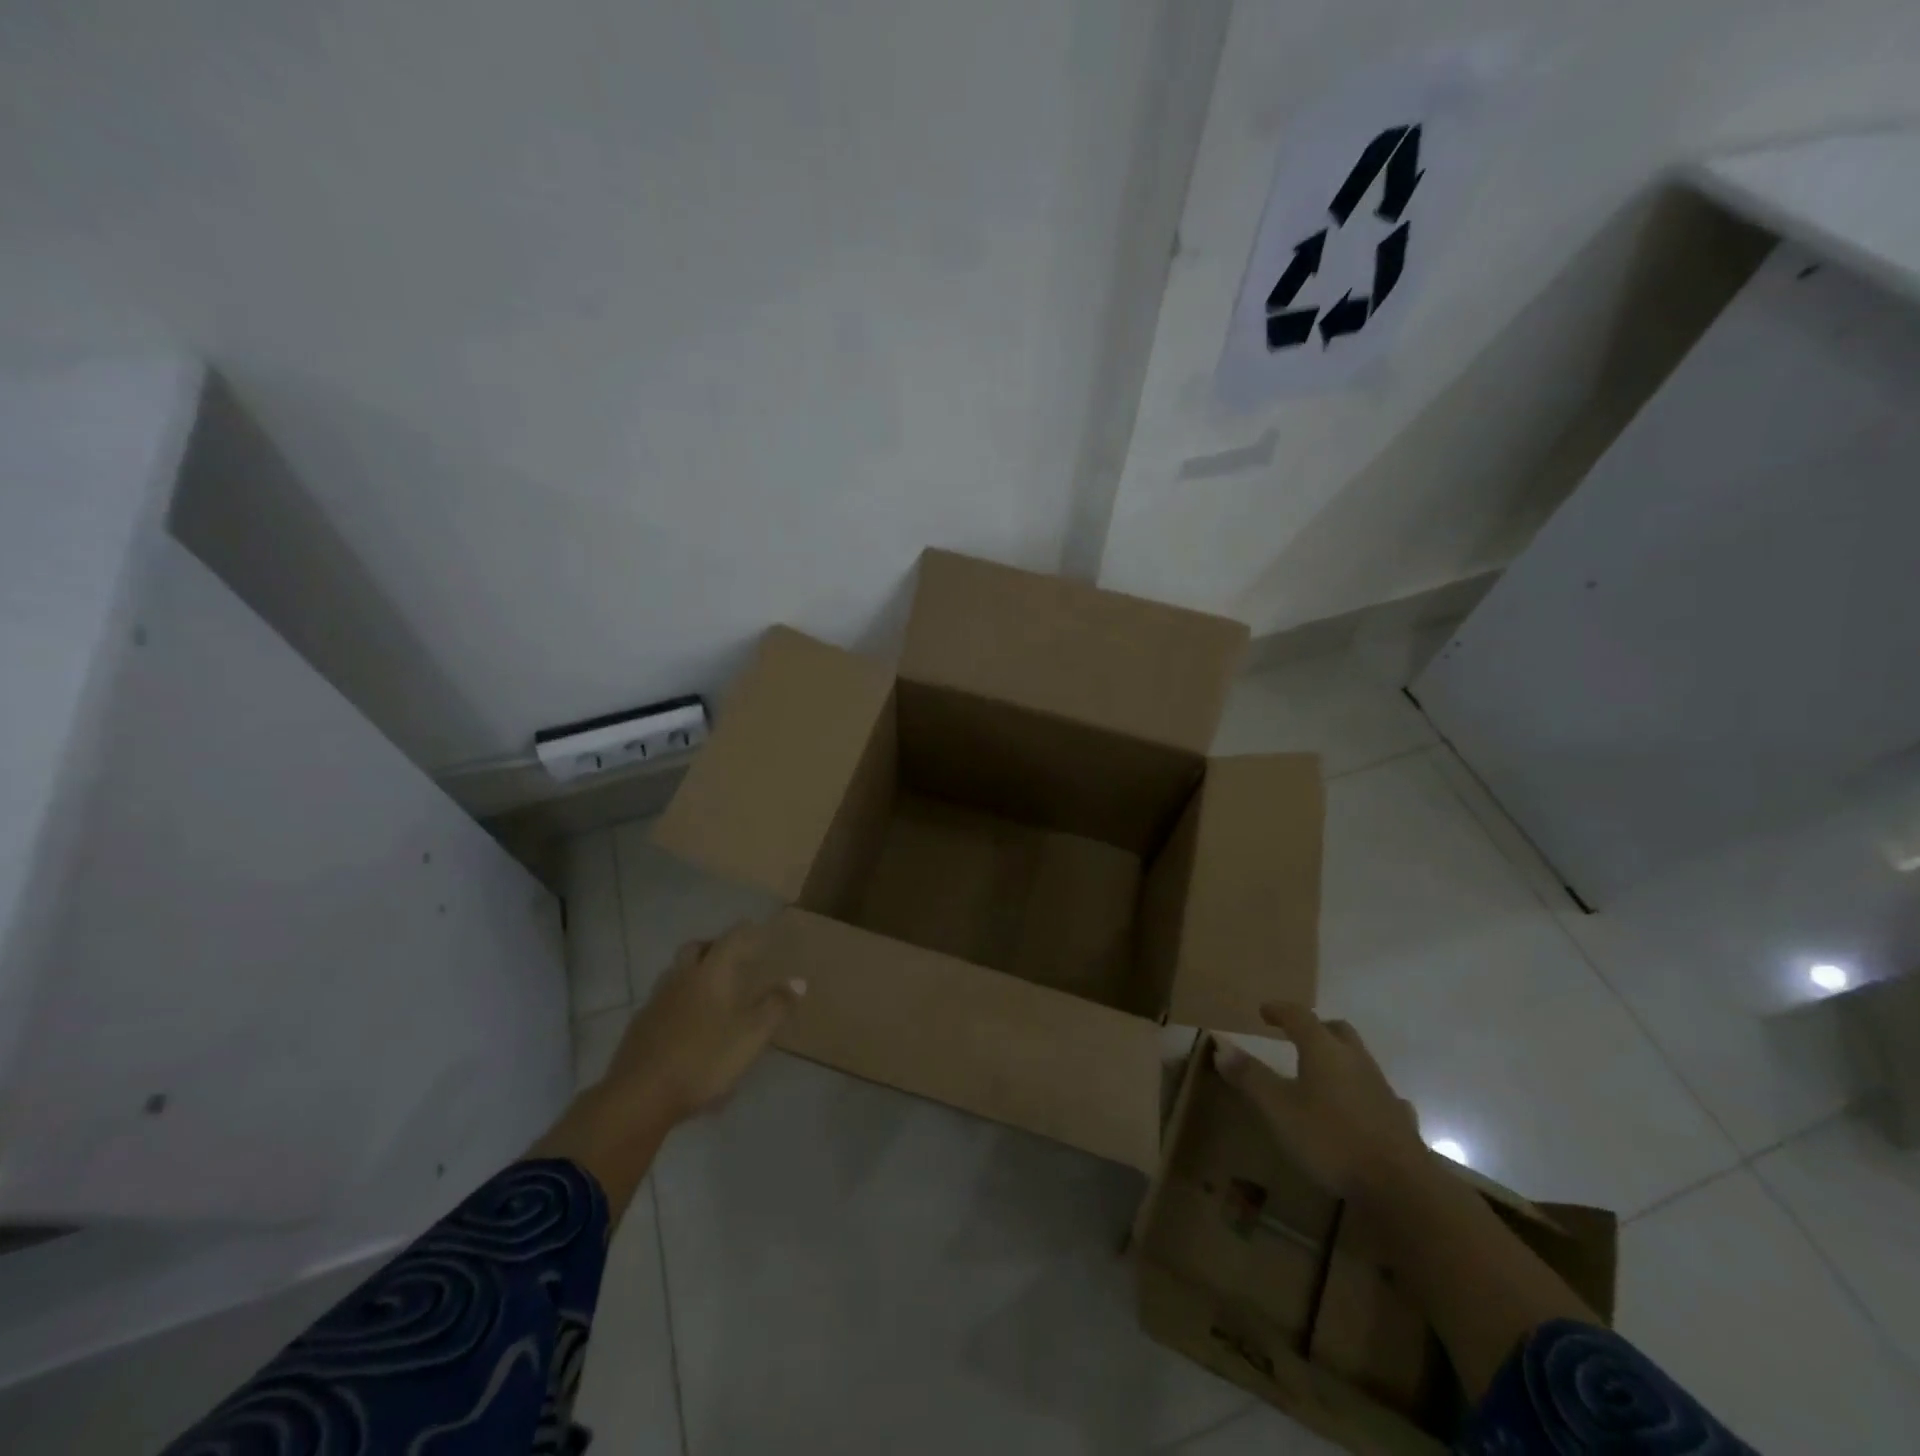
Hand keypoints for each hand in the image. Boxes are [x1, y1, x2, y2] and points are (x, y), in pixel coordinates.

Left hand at [598, 920, 804, 1125]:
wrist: (639, 1096)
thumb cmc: (704, 1059)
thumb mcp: (751, 1035)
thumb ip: (775, 1006)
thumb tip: (798, 981)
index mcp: (709, 974)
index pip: (730, 940)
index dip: (744, 932)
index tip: (755, 927)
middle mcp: (680, 979)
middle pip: (695, 949)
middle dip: (713, 946)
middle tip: (730, 955)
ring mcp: (655, 1002)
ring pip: (675, 974)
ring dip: (692, 972)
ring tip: (709, 988)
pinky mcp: (639, 1028)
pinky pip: (663, 1001)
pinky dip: (678, 1001)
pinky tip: (686, 1022)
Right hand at [1212, 1001, 1426, 1197]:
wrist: (1400, 1187)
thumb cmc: (1330, 1138)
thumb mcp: (1278, 1108)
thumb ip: (1250, 1076)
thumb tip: (1221, 1046)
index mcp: (1323, 1050)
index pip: (1299, 1016)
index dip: (1279, 1010)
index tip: (1264, 1011)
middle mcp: (1355, 1060)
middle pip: (1336, 1030)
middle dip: (1315, 1028)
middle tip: (1296, 1036)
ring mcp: (1382, 1088)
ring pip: (1359, 1059)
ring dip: (1339, 1058)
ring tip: (1322, 1074)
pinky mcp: (1399, 1118)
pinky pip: (1379, 1093)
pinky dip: (1363, 1092)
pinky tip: (1359, 1108)